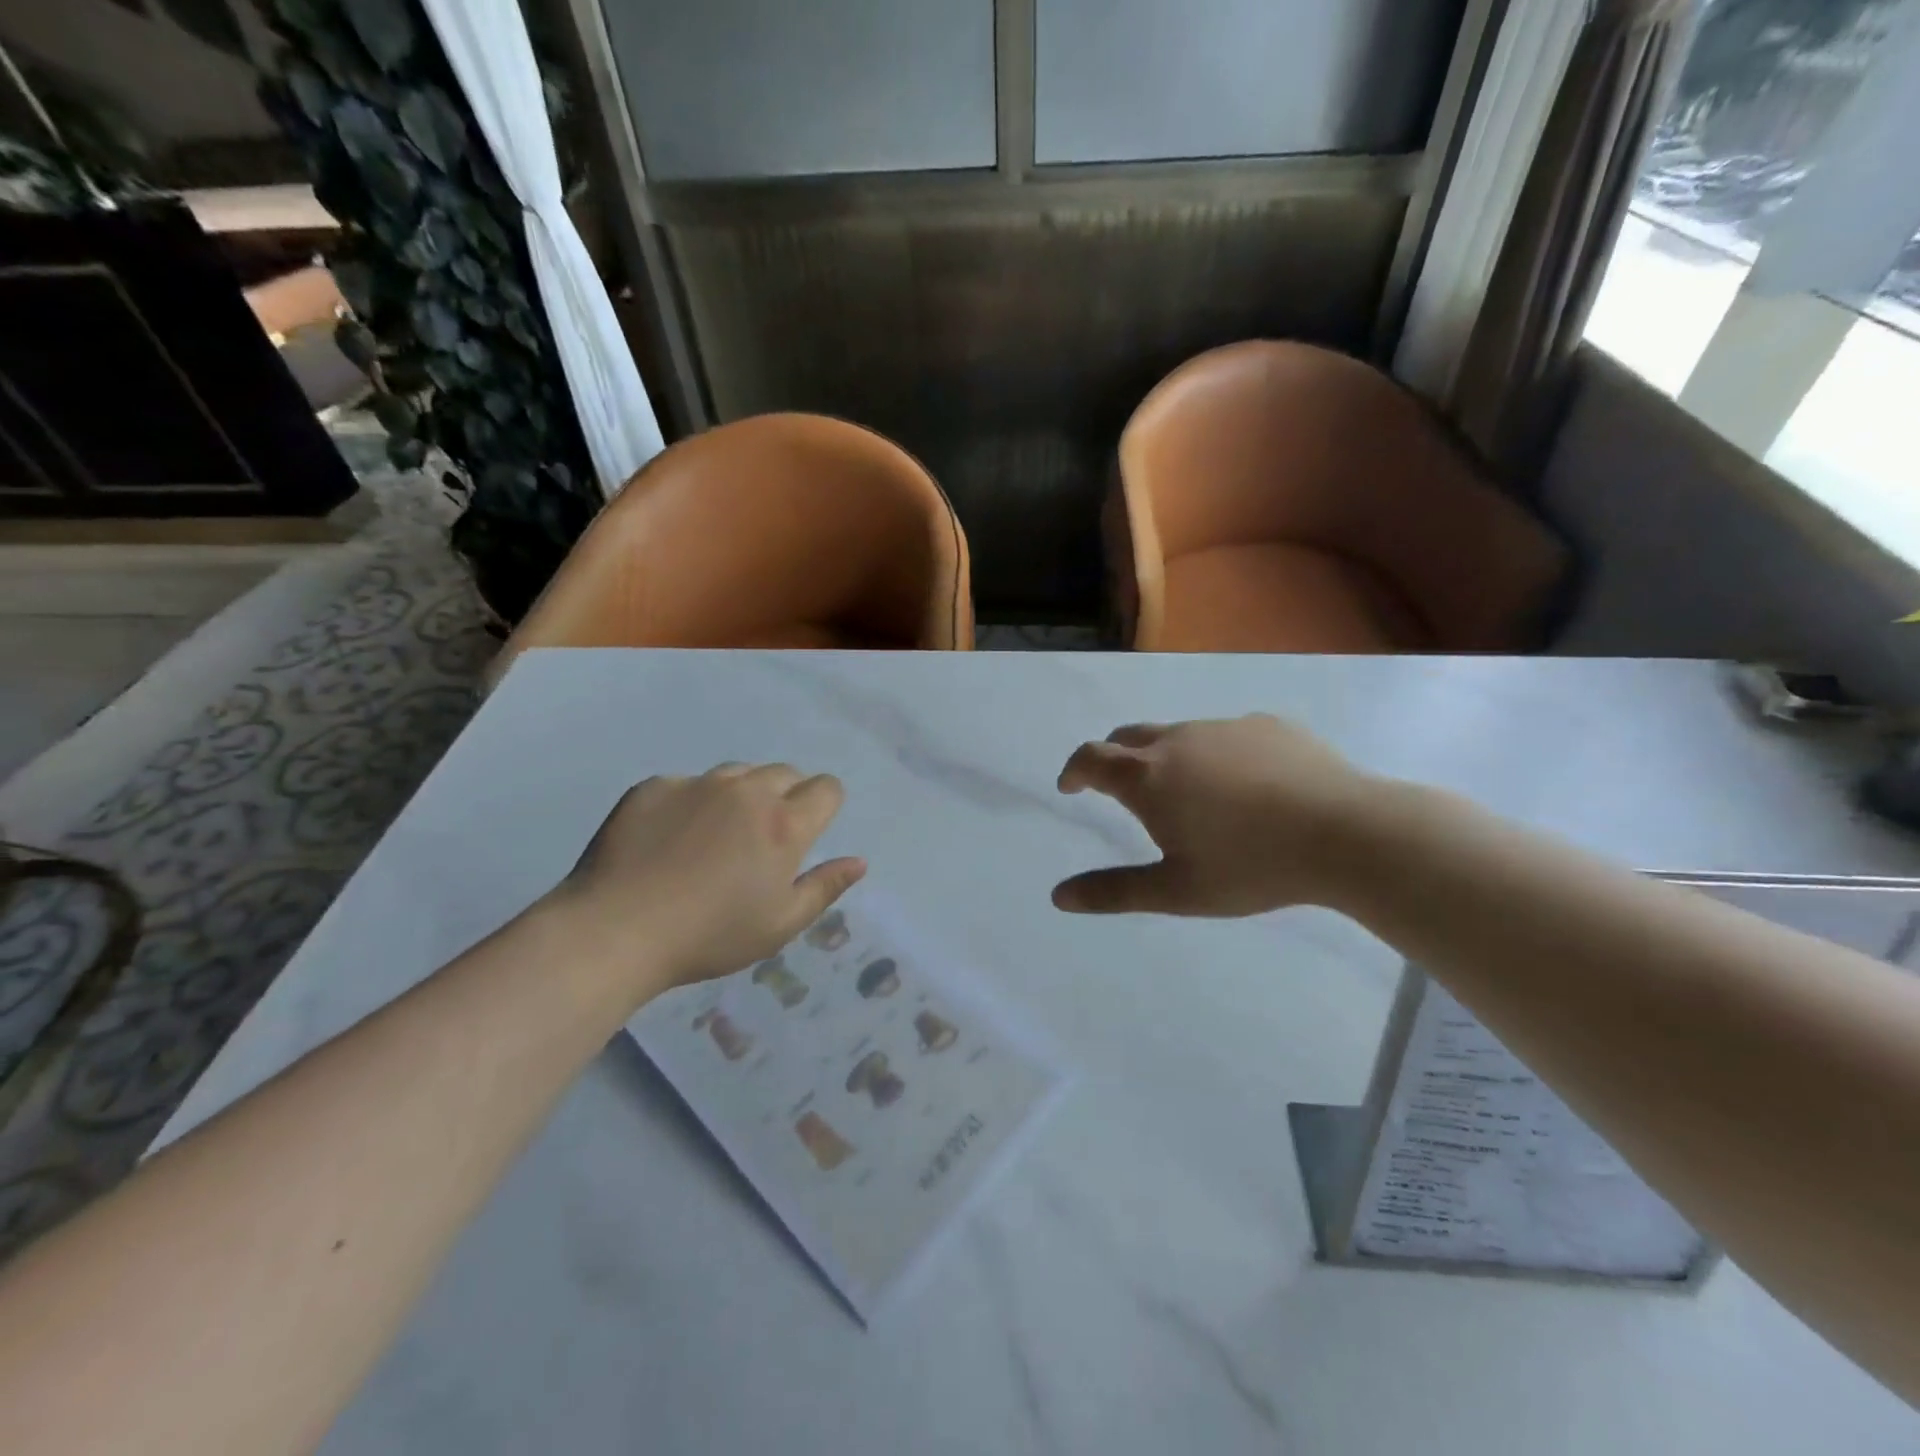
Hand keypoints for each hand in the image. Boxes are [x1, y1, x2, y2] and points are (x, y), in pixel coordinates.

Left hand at [550, 764, 865, 991]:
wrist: (615, 930)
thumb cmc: (709, 936)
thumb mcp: (779, 925)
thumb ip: (824, 887)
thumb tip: (858, 861)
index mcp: (784, 824)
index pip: (826, 788)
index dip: (825, 804)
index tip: (810, 828)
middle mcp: (746, 791)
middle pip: (785, 773)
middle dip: (786, 796)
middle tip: (763, 838)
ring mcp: (697, 784)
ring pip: (737, 773)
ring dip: (741, 794)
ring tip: (718, 835)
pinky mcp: (655, 786)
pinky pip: (688, 784)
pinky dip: (692, 803)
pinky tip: (670, 839)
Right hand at [1053, 715, 1376, 916]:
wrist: (1347, 833)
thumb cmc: (1252, 866)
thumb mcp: (1177, 891)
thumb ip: (1113, 891)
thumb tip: (1058, 896)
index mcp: (1148, 777)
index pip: (1091, 758)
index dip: (1074, 770)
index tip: (1071, 787)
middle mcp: (1179, 740)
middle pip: (1129, 736)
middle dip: (1113, 758)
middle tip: (1119, 789)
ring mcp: (1225, 727)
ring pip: (1180, 735)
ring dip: (1167, 758)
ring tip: (1191, 796)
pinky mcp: (1268, 725)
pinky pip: (1226, 736)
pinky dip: (1216, 755)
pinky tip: (1247, 788)